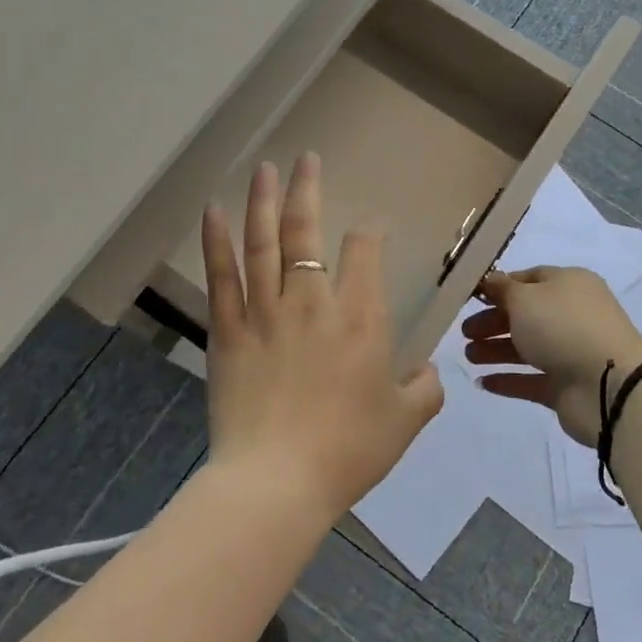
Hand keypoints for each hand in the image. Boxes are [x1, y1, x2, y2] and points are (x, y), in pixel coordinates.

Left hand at [201, 152, 442, 521]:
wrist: (277, 482)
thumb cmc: (347, 451)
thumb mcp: (404, 423)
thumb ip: (424, 390)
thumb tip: (428, 371)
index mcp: (360, 318)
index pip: (364, 254)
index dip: (368, 234)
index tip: (367, 231)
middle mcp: (312, 302)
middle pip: (307, 232)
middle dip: (308, 191)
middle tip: (306, 159)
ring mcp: (265, 312)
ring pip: (263, 243)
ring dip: (263, 201)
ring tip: (264, 168)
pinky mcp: (227, 330)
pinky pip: (222, 276)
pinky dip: (217, 241)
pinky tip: (213, 211)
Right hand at [461, 266, 641, 446]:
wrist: (609, 385)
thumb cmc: (563, 326)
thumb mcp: (525, 298)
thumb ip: (502, 290)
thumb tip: (489, 281)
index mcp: (568, 285)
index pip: (529, 279)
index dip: (500, 287)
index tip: (471, 298)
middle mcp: (572, 315)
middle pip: (525, 315)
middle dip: (492, 322)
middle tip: (464, 332)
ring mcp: (571, 352)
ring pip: (526, 347)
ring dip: (495, 350)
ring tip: (468, 357)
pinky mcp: (567, 386)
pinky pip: (531, 380)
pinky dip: (508, 380)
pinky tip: (482, 382)